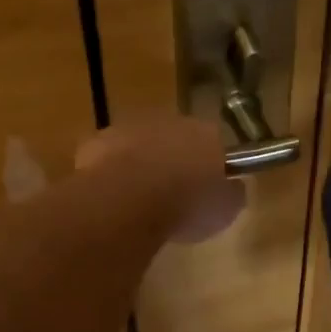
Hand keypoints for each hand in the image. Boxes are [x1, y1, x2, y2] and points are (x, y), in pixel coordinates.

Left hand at [74, 114, 244, 242]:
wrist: (129, 198)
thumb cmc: (186, 204)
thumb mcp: (224, 210)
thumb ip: (230, 194)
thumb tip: (232, 188)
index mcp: (207, 133)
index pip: (215, 142)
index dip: (211, 165)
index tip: (207, 188)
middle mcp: (171, 121)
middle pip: (176, 139)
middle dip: (175, 160)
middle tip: (173, 194)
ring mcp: (132, 127)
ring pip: (142, 144)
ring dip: (142, 164)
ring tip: (140, 199)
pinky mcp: (99, 140)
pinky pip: (111, 156)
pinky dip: (112, 172)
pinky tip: (113, 197)